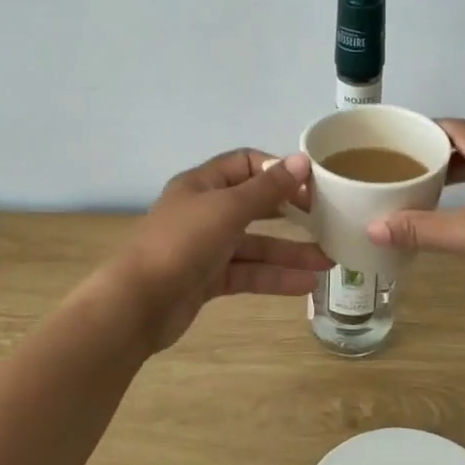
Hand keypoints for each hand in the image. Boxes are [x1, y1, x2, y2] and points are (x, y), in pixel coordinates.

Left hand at [106, 149, 331, 350]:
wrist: (137, 304)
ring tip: (327, 261)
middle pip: (255, 205)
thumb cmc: (182, 243)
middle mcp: (205, 211)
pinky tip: (306, 284)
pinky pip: (248, 273)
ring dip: (289, 252)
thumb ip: (268, 188)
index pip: (246, 164)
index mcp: (202, 184)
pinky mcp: (208, 280)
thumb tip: (302, 160)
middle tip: (326, 219)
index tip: (311, 184)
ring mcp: (206, 247)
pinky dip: (274, 277)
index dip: (278, 170)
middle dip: (290, 213)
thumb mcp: (228, 209)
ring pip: (255, 244)